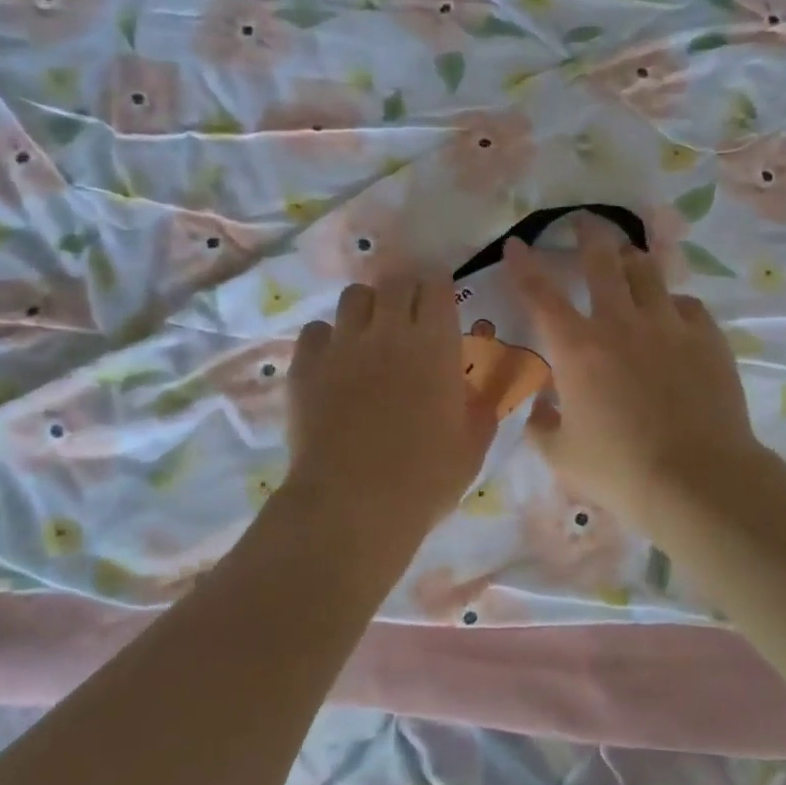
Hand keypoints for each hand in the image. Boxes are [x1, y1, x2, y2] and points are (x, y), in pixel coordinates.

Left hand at [285, 275, 498, 534]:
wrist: (353, 503)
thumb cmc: (425, 478)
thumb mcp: (471, 448)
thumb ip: (479, 413)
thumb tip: (479, 398)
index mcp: (435, 345)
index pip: (436, 285)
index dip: (438, 287)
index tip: (440, 299)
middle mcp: (388, 331)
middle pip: (395, 281)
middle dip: (405, 290)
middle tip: (408, 314)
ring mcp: (342, 345)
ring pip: (354, 296)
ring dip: (367, 308)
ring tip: (369, 334)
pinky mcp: (305, 365)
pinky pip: (315, 330)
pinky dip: (327, 338)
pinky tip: (333, 363)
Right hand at [504, 221, 761, 532]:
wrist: (697, 479)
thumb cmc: (620, 471)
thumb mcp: (562, 455)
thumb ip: (541, 426)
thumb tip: (539, 408)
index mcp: (577, 349)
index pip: (540, 294)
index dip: (524, 266)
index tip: (515, 244)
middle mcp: (621, 323)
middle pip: (602, 260)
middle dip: (588, 234)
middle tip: (583, 223)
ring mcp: (668, 325)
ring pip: (647, 271)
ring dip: (631, 260)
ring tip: (627, 261)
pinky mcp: (707, 337)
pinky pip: (686, 304)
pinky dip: (671, 304)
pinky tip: (671, 317)